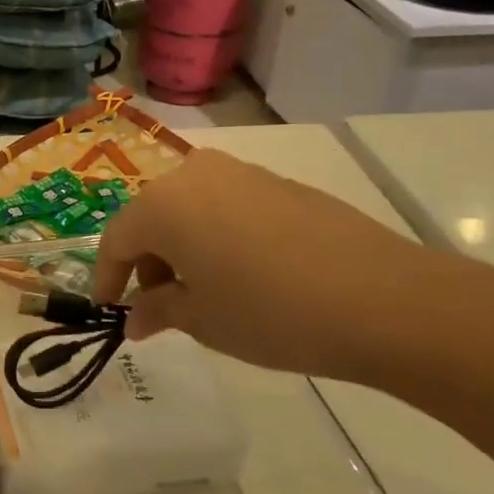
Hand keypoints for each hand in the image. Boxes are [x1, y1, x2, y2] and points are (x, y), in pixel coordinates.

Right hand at [94, 149, 473, 384]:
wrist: (385, 300)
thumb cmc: (270, 312)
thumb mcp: (202, 319)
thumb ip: (158, 311)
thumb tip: (136, 318)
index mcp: (164, 204)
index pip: (117, 239)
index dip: (108, 277)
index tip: (109, 309)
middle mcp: (195, 174)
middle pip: (152, 218)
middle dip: (147, 261)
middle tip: (157, 304)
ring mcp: (243, 174)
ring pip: (190, 209)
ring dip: (182, 247)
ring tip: (200, 291)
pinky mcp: (282, 184)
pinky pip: (227, 207)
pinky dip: (217, 236)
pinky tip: (240, 273)